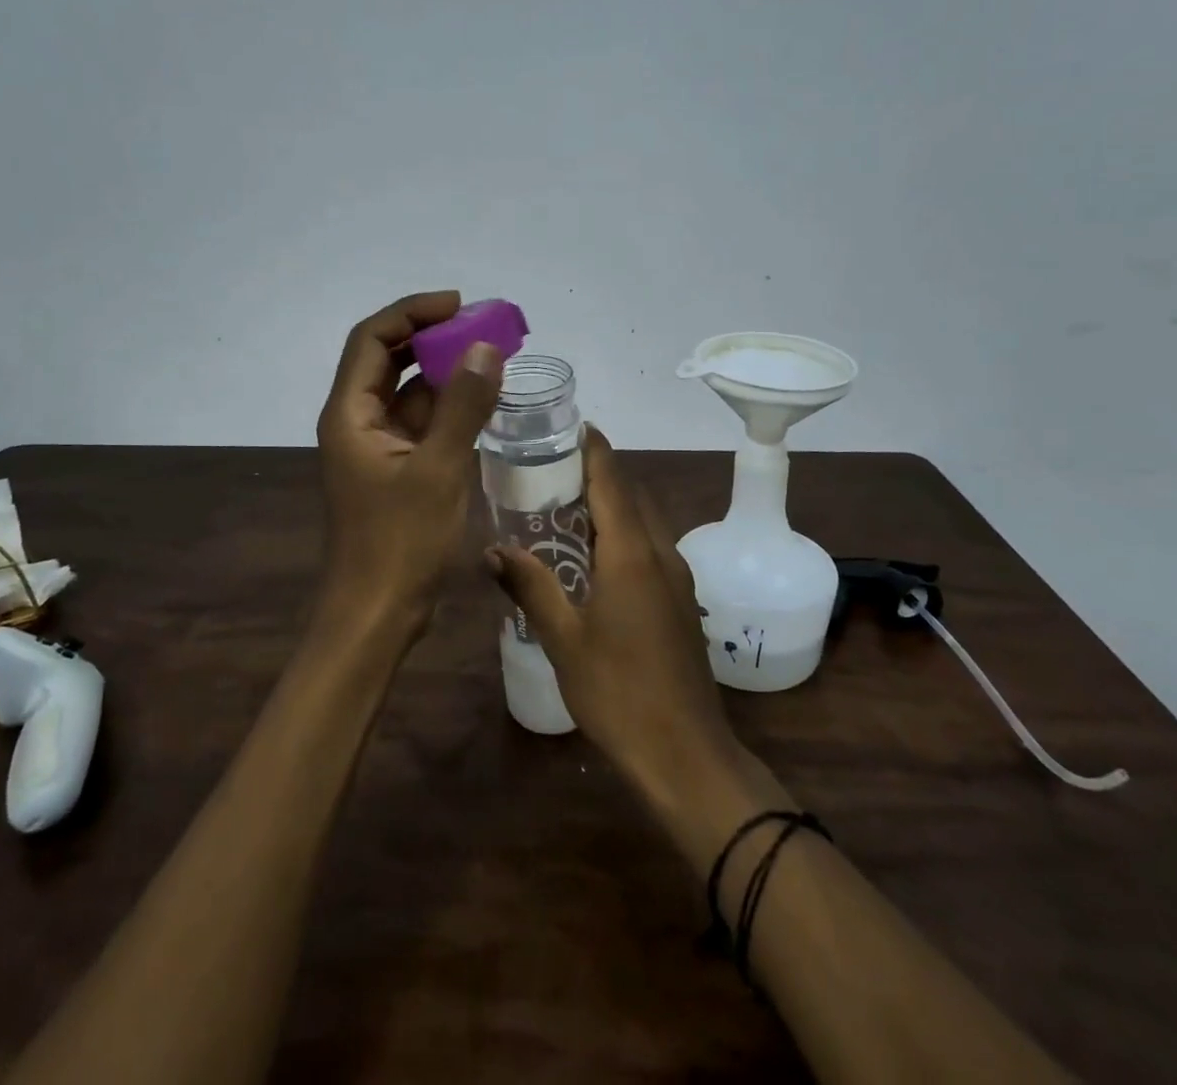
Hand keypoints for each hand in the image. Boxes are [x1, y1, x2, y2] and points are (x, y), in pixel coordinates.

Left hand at [315, 291, 503, 639]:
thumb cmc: (400, 543)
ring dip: (443, 370)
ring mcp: (376, 446)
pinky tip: (482, 400)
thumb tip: (485, 348)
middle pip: (387, 359)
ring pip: (407, 390)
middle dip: (431, 337)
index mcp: (350, 414)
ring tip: (490, 355)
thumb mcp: (438, 469)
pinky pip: (421, 421)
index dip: (412, 313)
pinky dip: (448, 406)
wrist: (377, 614)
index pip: (373, 339)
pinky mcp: (395, 468)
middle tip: (481, 326)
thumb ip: (463, 406)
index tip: (459, 306)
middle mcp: (356, 421)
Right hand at [485, 426, 740, 794]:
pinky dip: (622, 532)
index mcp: (631, 552)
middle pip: (630, 493)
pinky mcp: (680, 599)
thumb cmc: (618, 692)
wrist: (685, 752)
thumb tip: (491, 549)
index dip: (593, 447)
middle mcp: (660, 552)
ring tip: (564, 502)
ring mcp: (677, 576)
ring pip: (642, 520)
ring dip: (610, 503)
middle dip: (597, 471)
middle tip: (550, 463)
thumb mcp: (564, 639)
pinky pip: (649, 546)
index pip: (612, 478)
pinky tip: (593, 554)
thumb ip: (530, 587)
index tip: (570, 423)